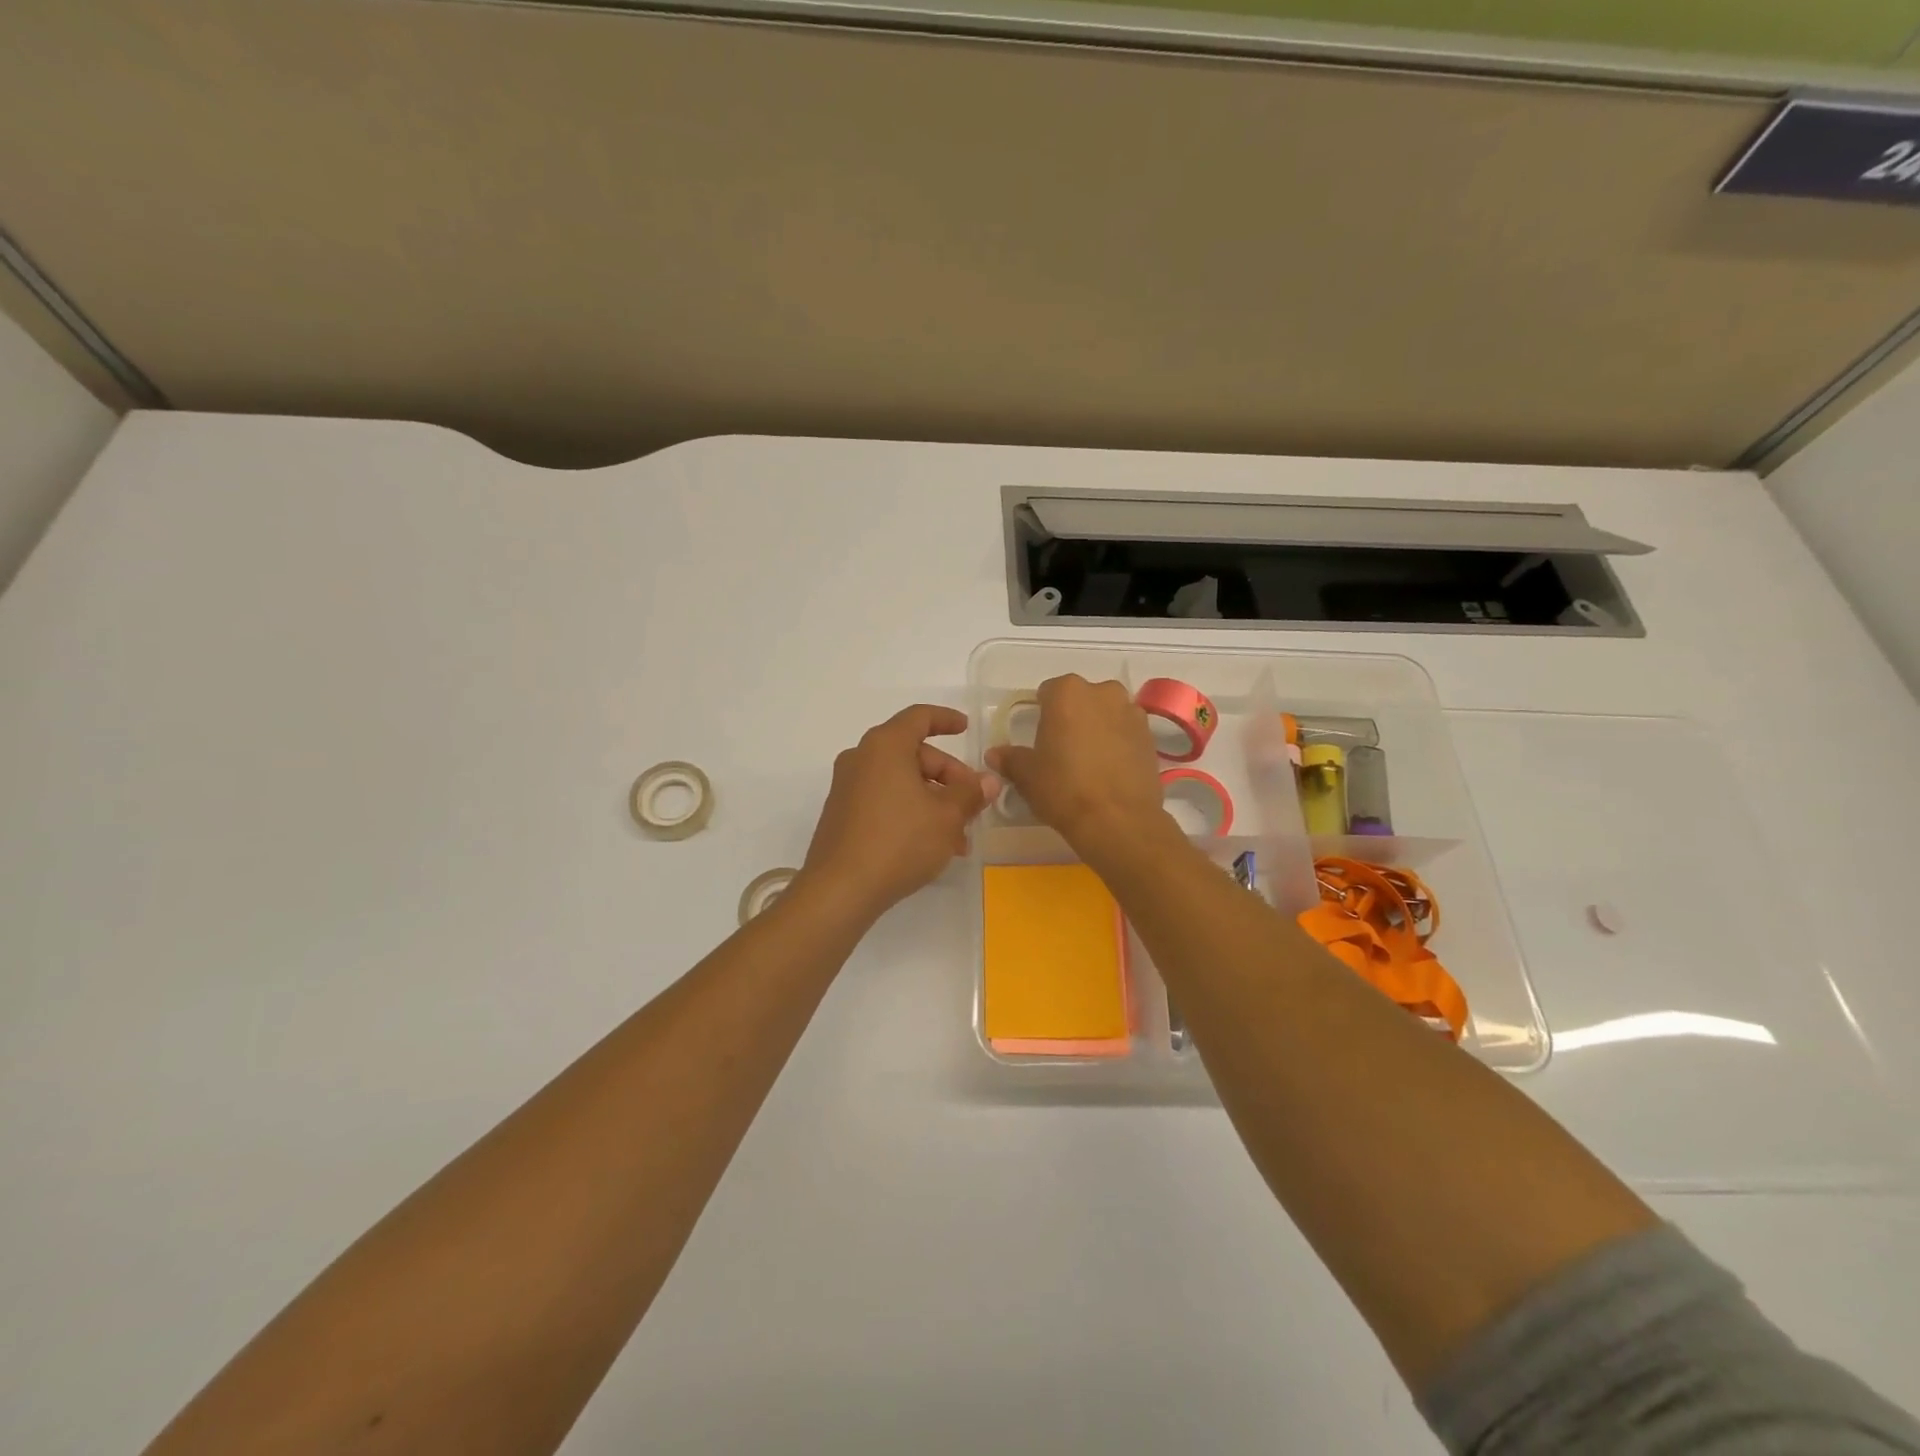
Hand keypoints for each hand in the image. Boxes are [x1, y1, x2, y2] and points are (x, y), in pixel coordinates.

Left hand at [799, 705, 996, 919]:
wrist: (840, 890)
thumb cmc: (899, 841)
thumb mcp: (946, 817)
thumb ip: (970, 793)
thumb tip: (988, 781)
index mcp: (885, 746)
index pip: (919, 717)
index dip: (946, 720)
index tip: (966, 729)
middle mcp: (861, 758)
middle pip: (913, 753)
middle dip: (948, 777)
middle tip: (972, 805)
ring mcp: (847, 787)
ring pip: (901, 782)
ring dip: (933, 801)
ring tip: (958, 838)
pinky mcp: (842, 814)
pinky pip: (884, 800)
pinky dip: (911, 812)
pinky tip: (931, 845)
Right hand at [986, 675, 1166, 852]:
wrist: (1118, 820)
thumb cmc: (1063, 788)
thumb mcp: (1027, 775)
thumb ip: (1010, 758)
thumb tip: (995, 754)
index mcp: (1068, 692)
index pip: (1048, 692)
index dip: (1042, 713)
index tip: (1039, 738)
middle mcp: (1103, 692)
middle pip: (1081, 699)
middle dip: (1073, 716)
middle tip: (1063, 749)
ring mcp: (1132, 712)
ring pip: (1107, 713)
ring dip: (1098, 727)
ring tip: (1089, 761)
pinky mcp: (1151, 737)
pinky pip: (1126, 733)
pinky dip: (1118, 743)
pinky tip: (1110, 770)